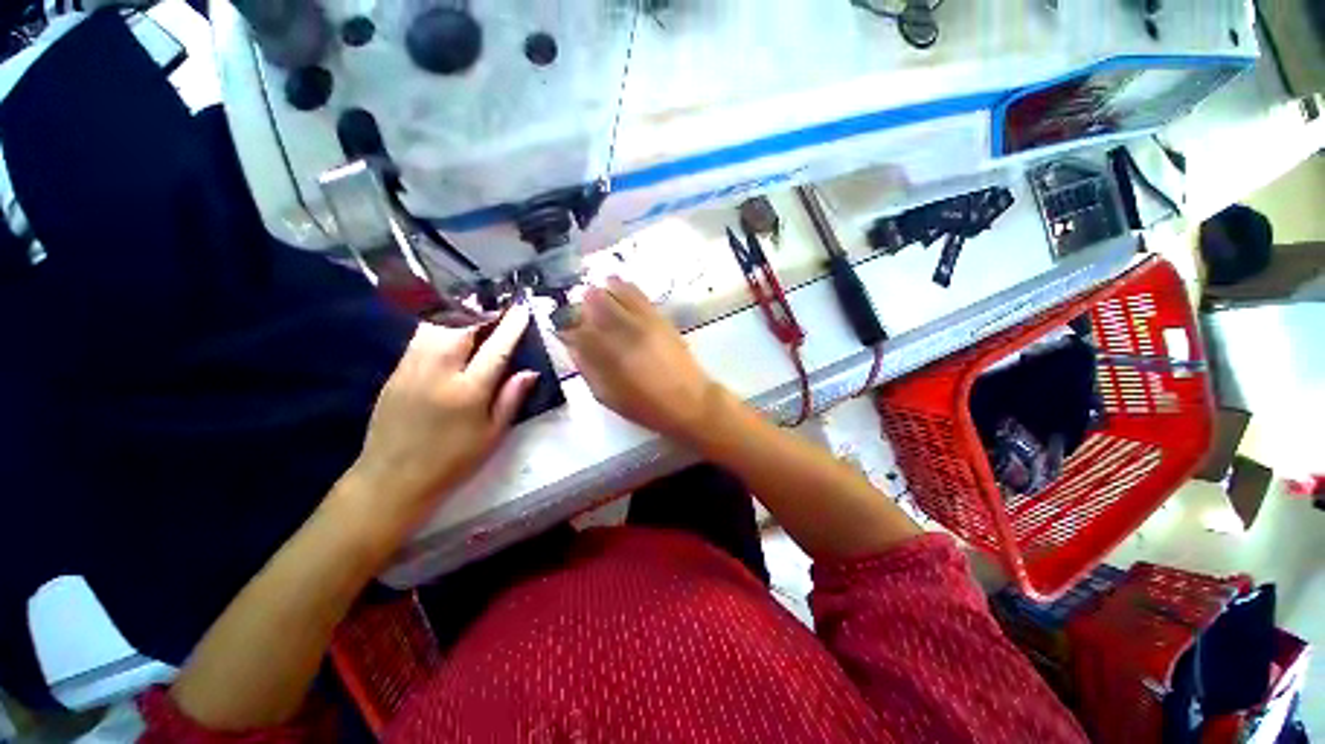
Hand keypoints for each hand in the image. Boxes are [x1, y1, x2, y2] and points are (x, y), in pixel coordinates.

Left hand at [342, 307, 538, 539]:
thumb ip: (511, 399)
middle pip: (461, 328)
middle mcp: (439, 373)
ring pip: (436, 326)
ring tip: (475, 304)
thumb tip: (530, 372)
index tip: (522, 308)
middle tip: (498, 299)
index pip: (495, 349)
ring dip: (459, 311)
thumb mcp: (492, 435)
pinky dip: (438, 323)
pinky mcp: (396, 371)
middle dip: (482, 309)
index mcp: (468, 393)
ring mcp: (412, 369)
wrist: (392, 478)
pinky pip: (420, 337)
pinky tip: (449, 323)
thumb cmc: (452, 460)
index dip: (512, 326)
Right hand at [560, 277, 723, 441]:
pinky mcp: (659, 316)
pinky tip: (617, 290)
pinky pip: (636, 292)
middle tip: (580, 316)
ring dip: (601, 292)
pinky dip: (622, 288)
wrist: (690, 401)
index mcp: (607, 352)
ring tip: (598, 300)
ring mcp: (643, 319)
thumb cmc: (646, 406)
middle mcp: (623, 328)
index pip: (575, 327)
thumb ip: (587, 368)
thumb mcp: (608, 395)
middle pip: (593, 300)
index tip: (564, 332)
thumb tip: (573, 346)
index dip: (565, 328)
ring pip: (614, 289)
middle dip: (581, 305)